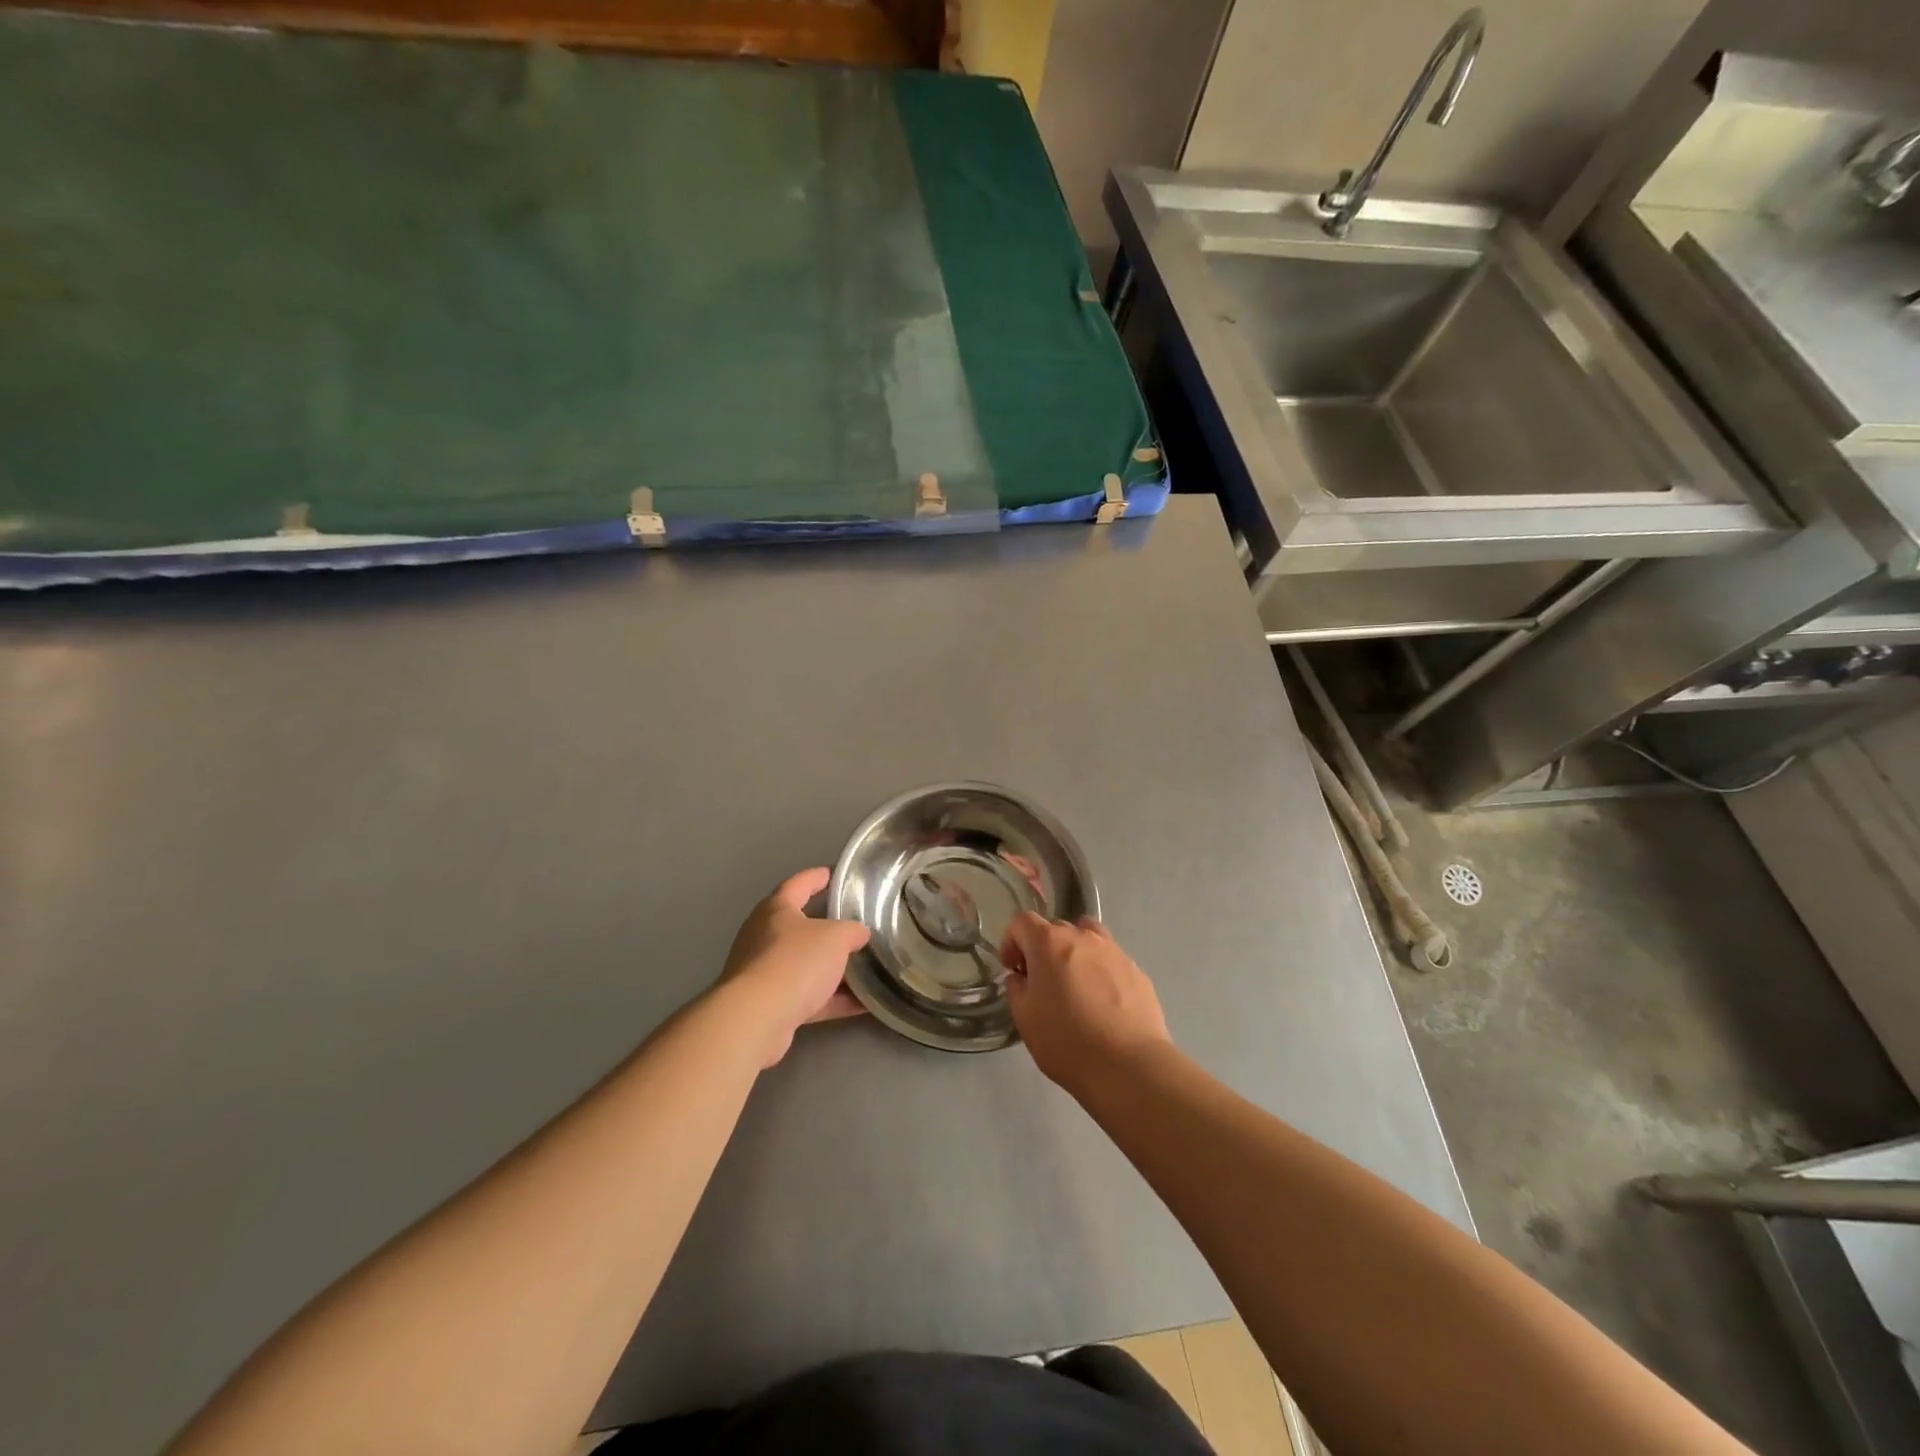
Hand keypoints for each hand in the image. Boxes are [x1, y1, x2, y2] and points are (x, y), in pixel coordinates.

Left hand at [720, 868, 871, 1065]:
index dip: (818, 877)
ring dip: (833, 969)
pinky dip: (833, 1000)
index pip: (799, 884)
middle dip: (828, 929)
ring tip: (866, 969)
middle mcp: (764, 937)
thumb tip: (859, 934)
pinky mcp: (770, 1006)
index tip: (836, 874)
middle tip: (856, 926)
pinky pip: (808, 998)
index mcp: (776, 910)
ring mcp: (764, 973)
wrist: (757, 1018)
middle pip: (800, 927)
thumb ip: (852, 931)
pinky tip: (863, 1005)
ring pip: (805, 965)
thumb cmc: (795, 961)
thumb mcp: (836, 937)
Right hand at [1000, 912, 1171, 1094]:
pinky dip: (1100, 971)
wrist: (1129, 1066)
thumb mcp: (1025, 1019)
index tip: (1013, 969)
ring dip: (1075, 953)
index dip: (1011, 942)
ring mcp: (1114, 951)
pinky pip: (1110, 960)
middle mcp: (1082, 937)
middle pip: (1055, 928)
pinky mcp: (1137, 970)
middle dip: (1043, 949)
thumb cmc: (1067, 1041)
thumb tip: (1022, 978)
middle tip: (1041, 982)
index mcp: (1049, 943)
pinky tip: (1103, 1004)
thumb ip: (1017, 989)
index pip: (1022, 922)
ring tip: (1075, 984)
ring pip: (1088, 938)